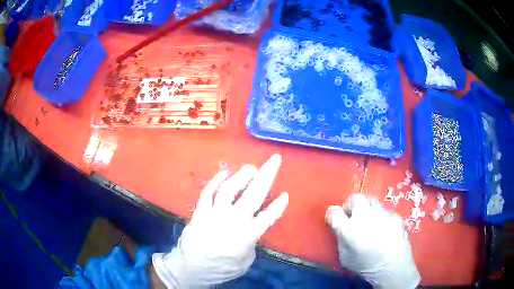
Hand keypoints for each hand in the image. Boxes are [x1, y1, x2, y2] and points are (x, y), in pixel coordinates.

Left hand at [153, 154, 288, 287]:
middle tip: (274, 160)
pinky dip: (216, 181)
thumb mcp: (246, 260)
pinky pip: (209, 192)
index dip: (279, 205)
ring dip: (242, 175)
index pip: (269, 215)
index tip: (285, 194)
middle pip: (254, 194)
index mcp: (249, 234)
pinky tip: (224, 173)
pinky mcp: (201, 210)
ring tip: (251, 168)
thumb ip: (252, 241)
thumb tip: (252, 227)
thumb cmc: (223, 268)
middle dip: (267, 175)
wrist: (193, 267)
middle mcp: (234, 219)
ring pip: (230, 188)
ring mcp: (216, 212)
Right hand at [326, 194, 419, 288]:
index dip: (332, 215)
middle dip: (350, 205)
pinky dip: (380, 216)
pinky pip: (384, 210)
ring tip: (369, 221)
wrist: (393, 267)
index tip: (334, 220)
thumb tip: (341, 229)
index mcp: (349, 230)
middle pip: (354, 198)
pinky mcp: (394, 214)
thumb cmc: (366, 266)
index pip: (333, 212)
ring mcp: (382, 213)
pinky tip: (383, 229)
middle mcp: (365, 217)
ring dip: (366, 209)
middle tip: (352, 216)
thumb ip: (341, 239)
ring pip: (371, 200)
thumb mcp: (345, 258)